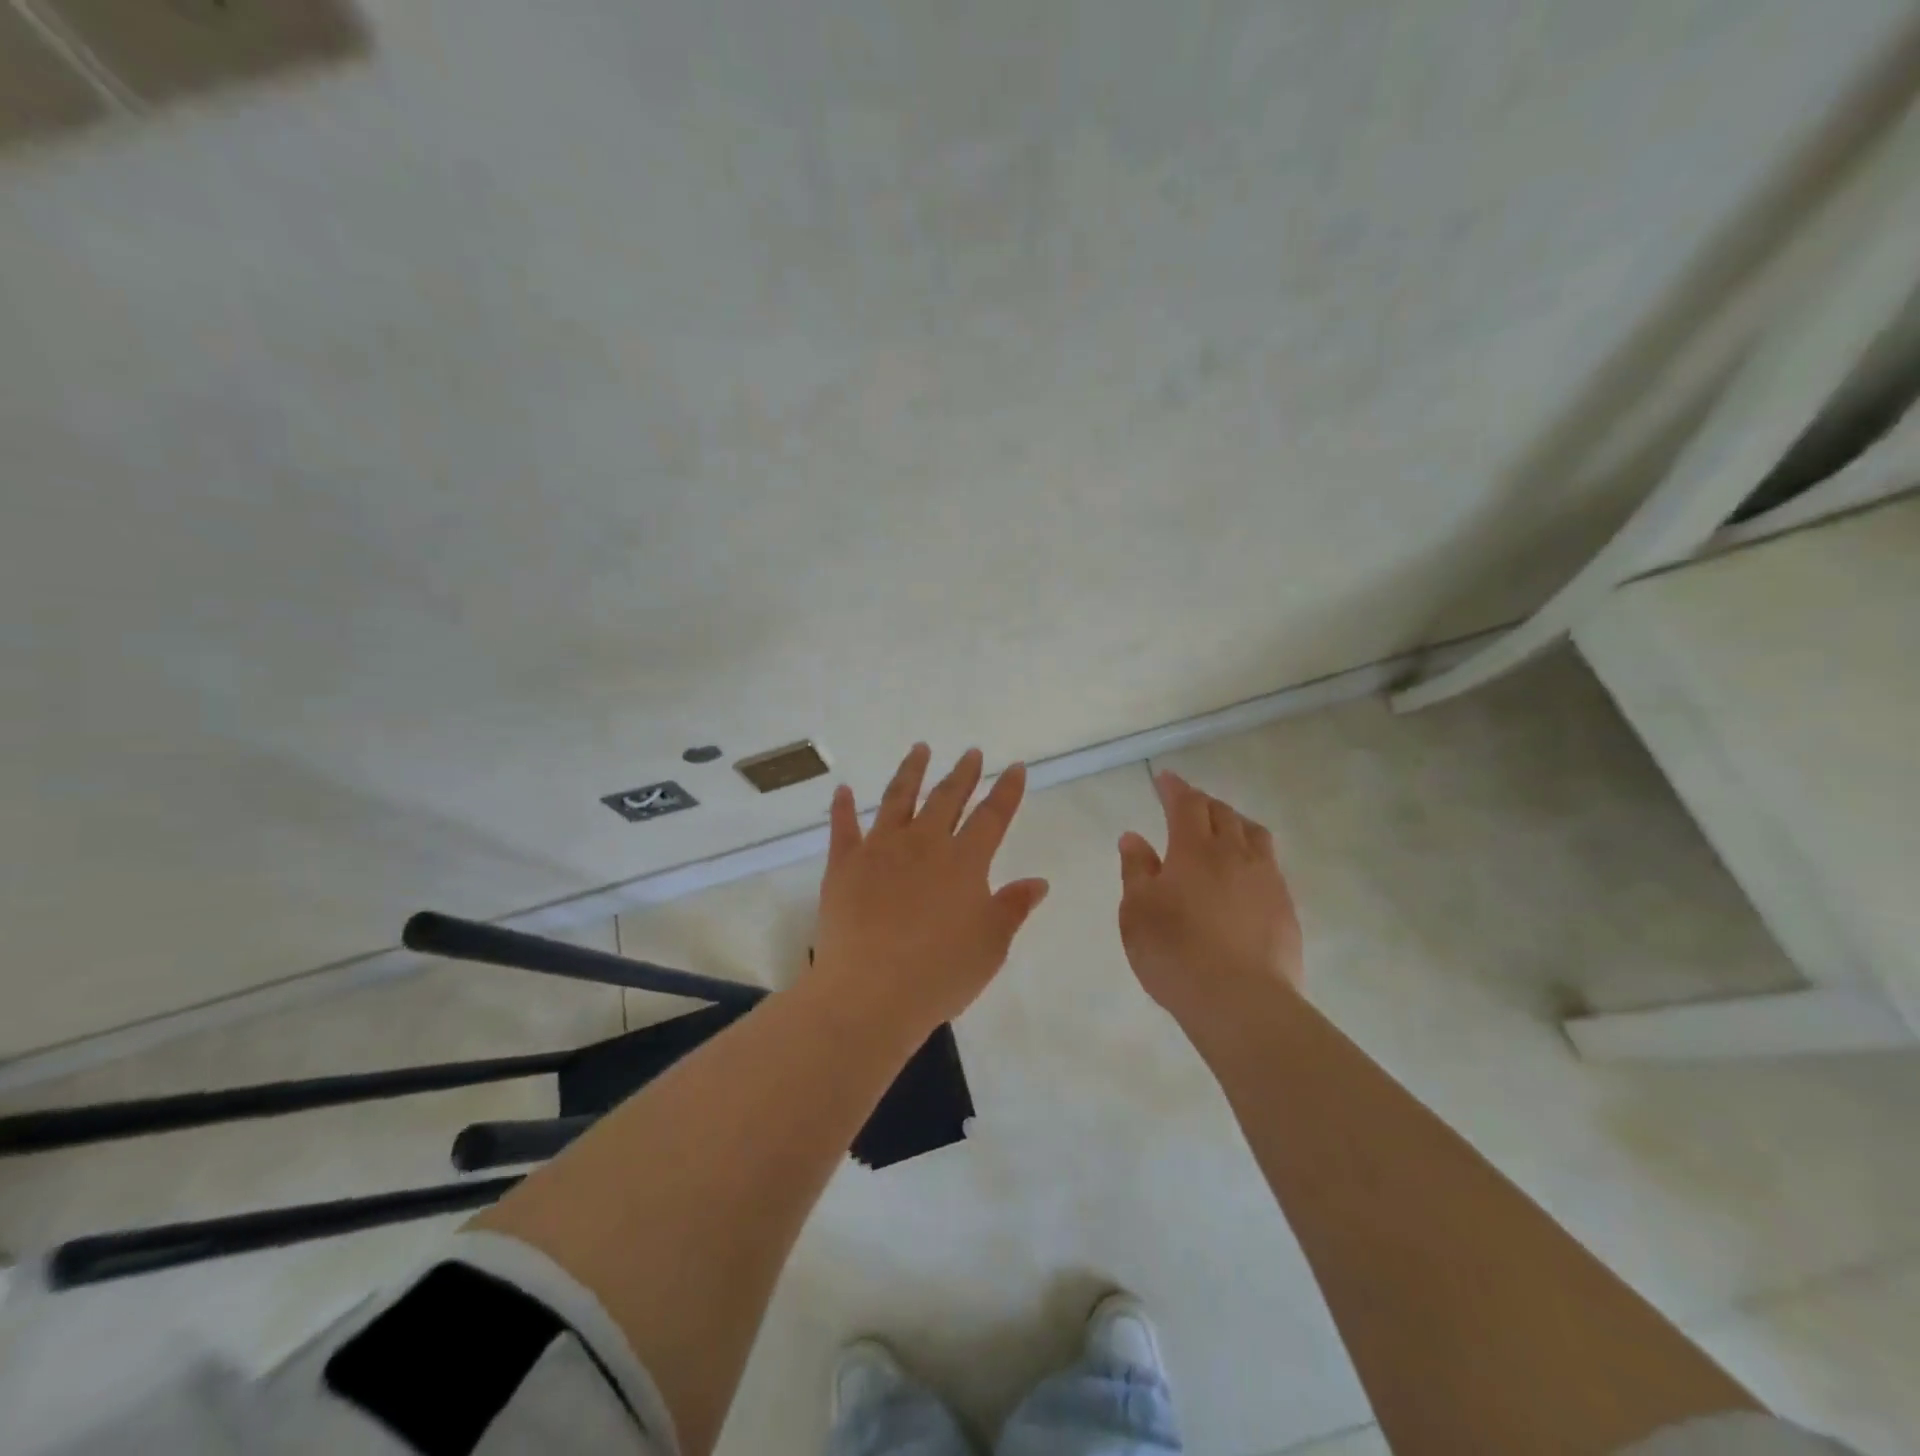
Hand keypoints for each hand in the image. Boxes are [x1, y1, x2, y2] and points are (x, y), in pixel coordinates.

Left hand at [811, 744, 1049, 1035]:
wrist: (870, 992)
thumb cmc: (940, 972)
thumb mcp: (991, 945)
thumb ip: (1012, 908)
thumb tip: (1037, 882)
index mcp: (964, 861)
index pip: (992, 816)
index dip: (1006, 790)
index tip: (1014, 767)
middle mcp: (924, 843)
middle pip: (947, 798)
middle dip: (963, 773)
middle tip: (971, 752)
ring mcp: (880, 849)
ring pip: (898, 798)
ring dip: (911, 771)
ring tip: (919, 749)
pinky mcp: (844, 864)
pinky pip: (843, 827)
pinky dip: (843, 807)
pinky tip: (843, 790)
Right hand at [1117, 770, 1302, 1030]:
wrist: (1240, 1001)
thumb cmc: (1174, 951)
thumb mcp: (1137, 911)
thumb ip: (1137, 869)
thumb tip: (1134, 837)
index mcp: (1194, 849)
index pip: (1186, 804)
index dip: (1174, 788)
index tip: (1165, 778)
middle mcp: (1235, 854)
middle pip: (1223, 813)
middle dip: (1203, 803)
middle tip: (1188, 804)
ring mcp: (1266, 880)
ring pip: (1254, 834)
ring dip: (1235, 822)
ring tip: (1224, 829)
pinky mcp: (1286, 908)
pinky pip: (1270, 865)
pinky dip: (1253, 855)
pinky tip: (1245, 875)